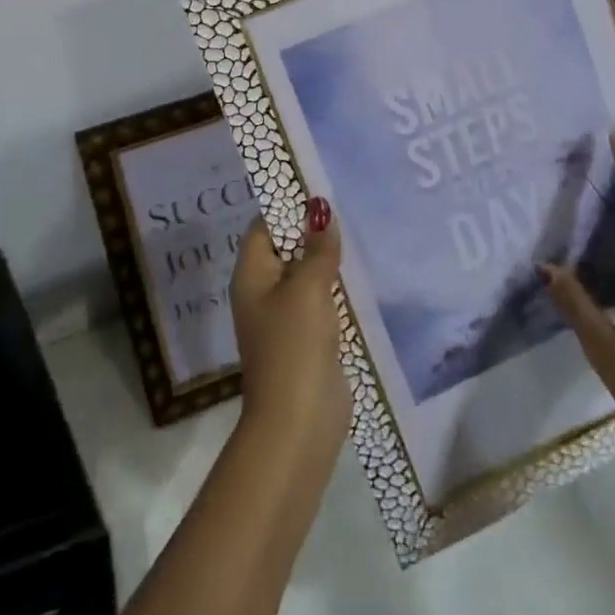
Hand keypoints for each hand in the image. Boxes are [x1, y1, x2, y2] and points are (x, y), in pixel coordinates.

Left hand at [228, 201, 350, 488]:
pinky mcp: (308, 338)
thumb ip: (317, 248)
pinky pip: (320, 301)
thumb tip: (320, 210)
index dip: (288, 207)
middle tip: (348, 207)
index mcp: (252, 274)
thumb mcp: (308, 288)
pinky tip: (362, 275)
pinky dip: (337, 288)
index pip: (264, 226)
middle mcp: (264, 291)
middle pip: (286, 248)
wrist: (299, 423)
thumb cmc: (294, 345)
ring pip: (306, 275)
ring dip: (328, 260)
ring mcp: (285, 317)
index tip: (321, 190)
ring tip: (360, 232)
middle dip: (313, 231)